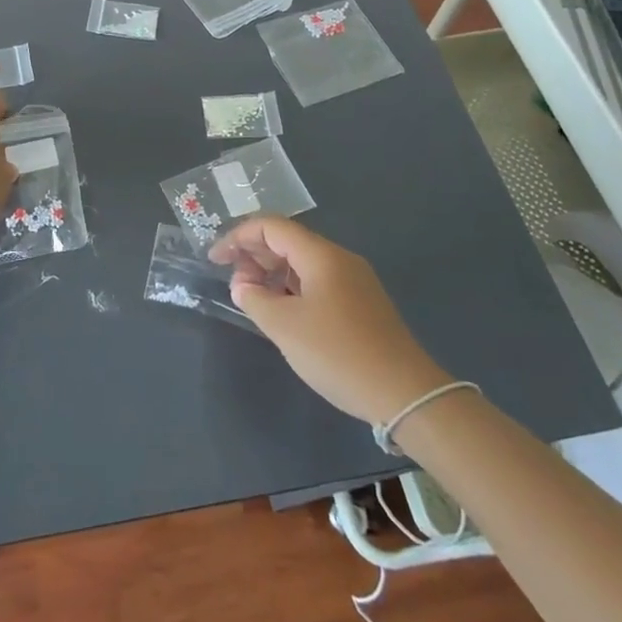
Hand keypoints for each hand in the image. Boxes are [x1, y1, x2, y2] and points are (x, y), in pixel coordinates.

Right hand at [210, 216, 451, 423]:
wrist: (406, 394)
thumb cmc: (339, 354)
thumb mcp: (285, 327)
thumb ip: (255, 299)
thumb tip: (242, 286)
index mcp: (321, 255)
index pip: (271, 227)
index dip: (238, 237)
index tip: (215, 259)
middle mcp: (339, 259)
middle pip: (288, 241)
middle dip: (254, 255)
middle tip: (234, 284)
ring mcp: (354, 282)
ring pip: (303, 263)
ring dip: (273, 274)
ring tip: (254, 300)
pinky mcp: (362, 304)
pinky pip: (318, 282)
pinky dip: (292, 289)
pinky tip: (283, 314)